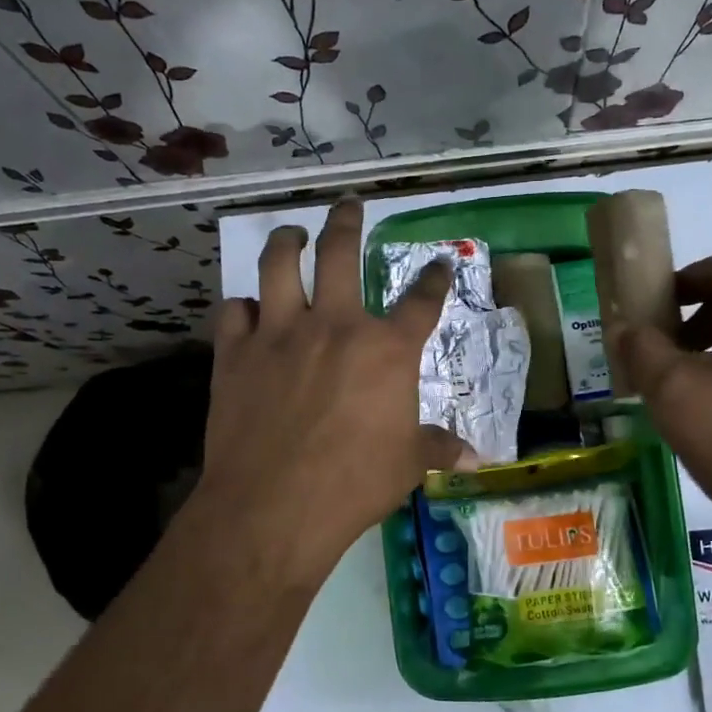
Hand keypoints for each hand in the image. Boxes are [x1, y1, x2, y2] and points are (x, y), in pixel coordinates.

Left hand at [195, 199, 466, 588]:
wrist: (274, 506)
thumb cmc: (354, 484)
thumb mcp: (408, 465)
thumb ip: (438, 448)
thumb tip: (476, 457)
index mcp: (387, 350)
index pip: (421, 301)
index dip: (434, 279)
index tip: (439, 264)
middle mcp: (335, 326)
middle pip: (340, 254)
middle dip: (347, 222)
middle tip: (348, 205)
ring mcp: (280, 334)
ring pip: (279, 266)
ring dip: (286, 243)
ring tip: (290, 236)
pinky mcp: (235, 354)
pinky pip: (235, 312)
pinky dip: (243, 308)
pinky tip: (248, 312)